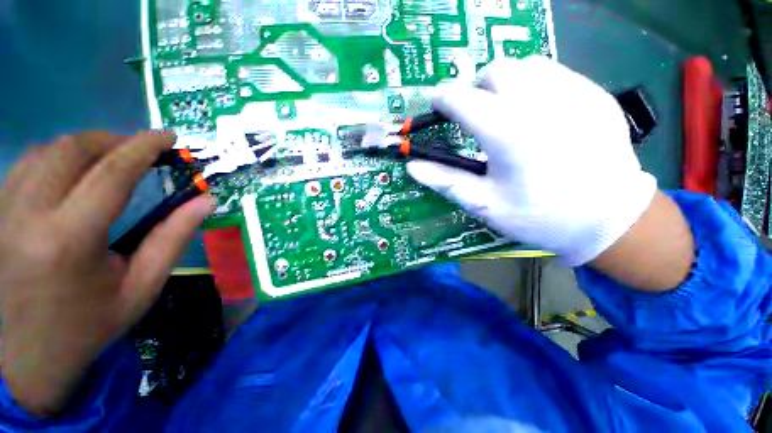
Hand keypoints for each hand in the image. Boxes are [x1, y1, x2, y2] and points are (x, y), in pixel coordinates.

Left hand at [0, 131, 215, 415]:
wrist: (25, 359)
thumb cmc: (87, 327)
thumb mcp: (141, 287)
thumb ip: (174, 238)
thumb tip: (205, 200)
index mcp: (70, 240)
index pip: (112, 172)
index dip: (143, 147)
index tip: (168, 136)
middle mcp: (27, 216)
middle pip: (71, 150)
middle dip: (112, 140)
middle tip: (140, 150)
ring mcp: (1, 213)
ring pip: (44, 151)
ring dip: (84, 146)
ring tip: (110, 159)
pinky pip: (25, 166)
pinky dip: (56, 158)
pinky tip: (73, 173)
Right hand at [408, 56, 657, 265]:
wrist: (608, 219)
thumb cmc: (539, 216)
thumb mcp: (484, 204)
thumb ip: (445, 180)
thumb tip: (413, 167)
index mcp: (508, 133)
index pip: (463, 100)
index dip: (443, 99)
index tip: (436, 105)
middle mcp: (541, 102)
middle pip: (495, 71)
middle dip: (475, 88)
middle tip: (473, 113)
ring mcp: (574, 93)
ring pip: (526, 65)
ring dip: (505, 83)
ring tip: (504, 111)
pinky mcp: (595, 94)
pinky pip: (555, 73)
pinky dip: (534, 85)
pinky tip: (537, 113)